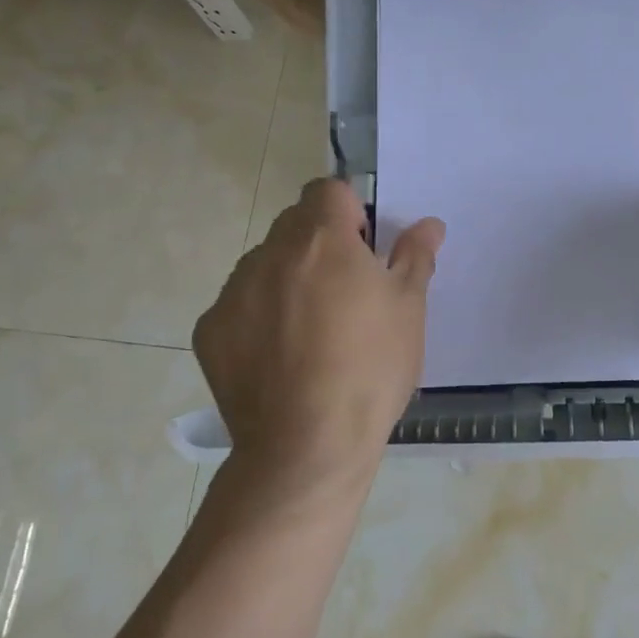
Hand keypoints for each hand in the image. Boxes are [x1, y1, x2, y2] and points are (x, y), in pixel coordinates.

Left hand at [194, 179, 444, 499]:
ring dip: (287, 279)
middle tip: (344, 293)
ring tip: (310, 332)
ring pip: (264, 264)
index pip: (327, 190)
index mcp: (322, 239)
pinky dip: (258, 317)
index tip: (363, 250)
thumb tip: (428, 223)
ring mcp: (233, 292)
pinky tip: (279, 358)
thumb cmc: (371, 370)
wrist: (307, 447)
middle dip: (319, 244)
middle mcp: (270, 253)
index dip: (348, 212)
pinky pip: (239, 305)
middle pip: (294, 225)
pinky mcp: (210, 330)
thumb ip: (415, 256)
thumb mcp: (409, 310)